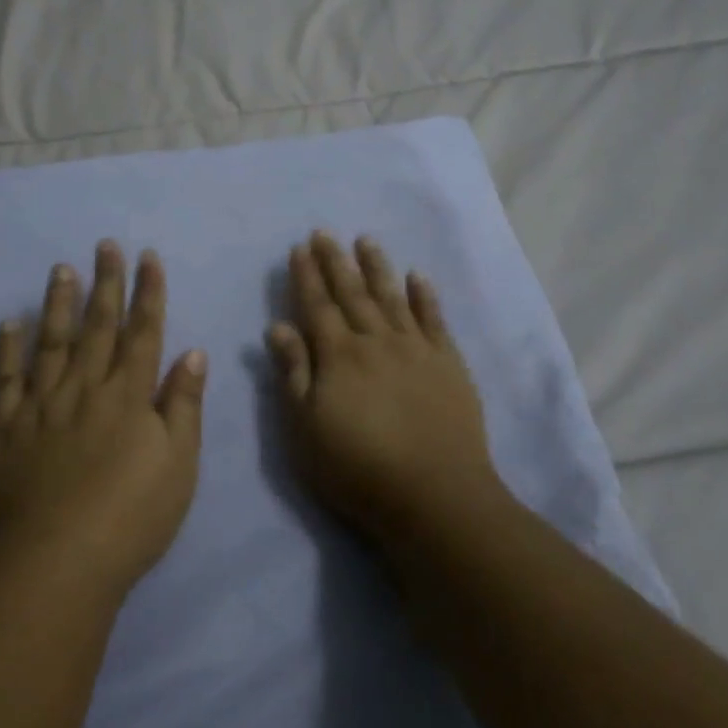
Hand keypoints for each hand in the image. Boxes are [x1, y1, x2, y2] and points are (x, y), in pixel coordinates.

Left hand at [0, 241, 206, 594]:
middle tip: (104, 245)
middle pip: (97, 326)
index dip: (148, 292)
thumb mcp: (179, 464)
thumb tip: (193, 352)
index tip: (148, 257)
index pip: (143, 331)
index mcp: (129, 395)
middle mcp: (85, 387)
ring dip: (58, 302)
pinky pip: (5, 379)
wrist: (58, 560)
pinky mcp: (5, 428)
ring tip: (61, 268)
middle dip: (105, 283)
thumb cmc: (132, 515)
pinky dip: (7, 348)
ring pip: (51, 341)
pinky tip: (9, 322)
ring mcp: (41, 404)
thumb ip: (184, 405)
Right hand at [268, 232, 505, 539]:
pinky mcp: (449, 363)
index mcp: (339, 356)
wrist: (434, 494)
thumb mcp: (306, 428)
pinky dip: (425, 295)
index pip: (317, 306)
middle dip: (336, 261)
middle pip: (353, 293)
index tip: (299, 248)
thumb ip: (294, 373)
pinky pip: (434, 319)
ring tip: (366, 240)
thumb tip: (278, 326)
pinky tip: (418, 276)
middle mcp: (376, 341)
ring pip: (392, 297)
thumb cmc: (358, 468)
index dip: (306, 276)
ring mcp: (416, 349)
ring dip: (377, 267)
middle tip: (325, 232)